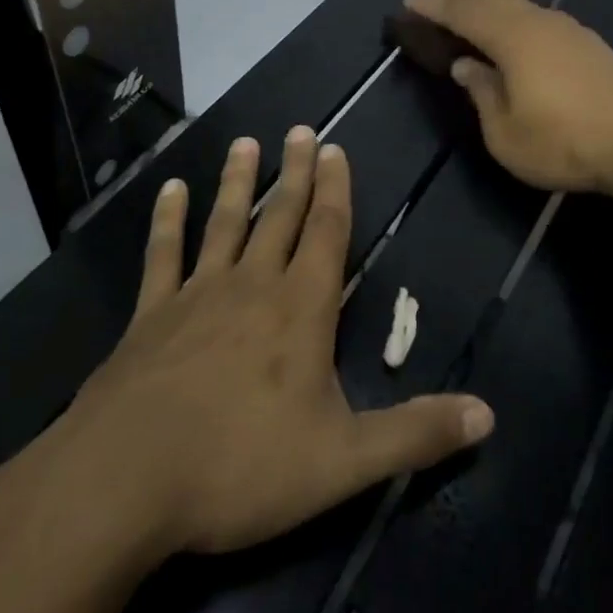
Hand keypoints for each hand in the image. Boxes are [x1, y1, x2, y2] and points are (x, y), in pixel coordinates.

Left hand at [56, 129, 495, 558]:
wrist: (124, 482)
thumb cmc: (241, 467)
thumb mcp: (343, 462)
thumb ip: (415, 435)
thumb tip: (488, 416)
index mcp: (300, 310)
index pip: (326, 234)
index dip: (335, 191)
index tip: (335, 148)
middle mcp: (251, 287)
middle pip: (279, 217)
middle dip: (296, 173)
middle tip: (300, 130)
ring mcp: (196, 296)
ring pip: (224, 224)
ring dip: (238, 183)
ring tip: (246, 143)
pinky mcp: (150, 317)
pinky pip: (162, 256)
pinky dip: (168, 220)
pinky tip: (171, 190)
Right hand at [403, 0, 612, 194]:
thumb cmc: (563, 143)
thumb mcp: (506, 133)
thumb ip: (482, 93)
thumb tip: (465, 65)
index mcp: (513, 40)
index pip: (465, 14)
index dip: (435, 6)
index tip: (409, 0)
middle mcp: (538, 23)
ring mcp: (566, 29)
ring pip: (516, 0)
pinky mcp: (586, 42)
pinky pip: (535, 11)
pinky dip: (511, 7)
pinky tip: (512, 15)